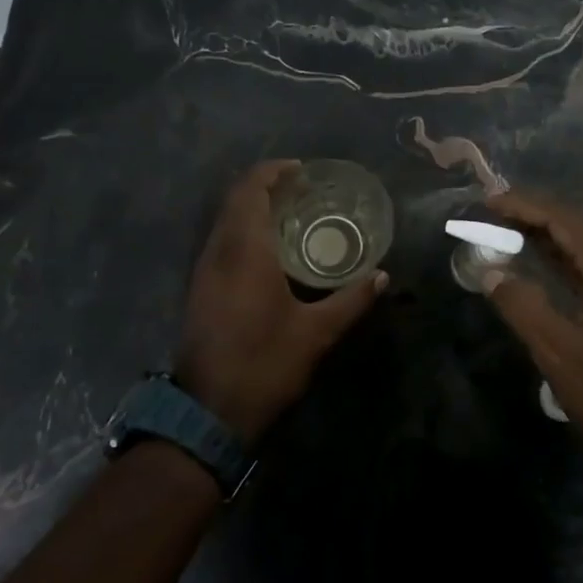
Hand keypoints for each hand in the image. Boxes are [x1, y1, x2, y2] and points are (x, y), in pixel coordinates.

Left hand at [174, 160, 386, 443]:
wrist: (208, 411)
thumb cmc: (265, 364)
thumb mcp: (316, 333)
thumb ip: (351, 300)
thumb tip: (382, 277)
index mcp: (245, 251)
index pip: (250, 190)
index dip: (273, 171)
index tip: (302, 170)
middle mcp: (218, 251)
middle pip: (235, 200)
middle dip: (265, 186)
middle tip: (303, 190)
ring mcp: (204, 271)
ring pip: (225, 221)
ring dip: (252, 208)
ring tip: (291, 215)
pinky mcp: (200, 289)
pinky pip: (221, 242)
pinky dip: (243, 231)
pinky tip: (269, 251)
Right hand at [480, 190, 582, 491]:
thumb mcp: (563, 357)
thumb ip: (524, 308)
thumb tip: (492, 272)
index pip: (566, 220)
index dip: (524, 206)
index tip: (486, 202)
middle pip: (580, 228)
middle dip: (534, 219)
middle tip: (490, 219)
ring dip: (550, 241)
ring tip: (508, 236)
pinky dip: (569, 264)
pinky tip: (546, 270)